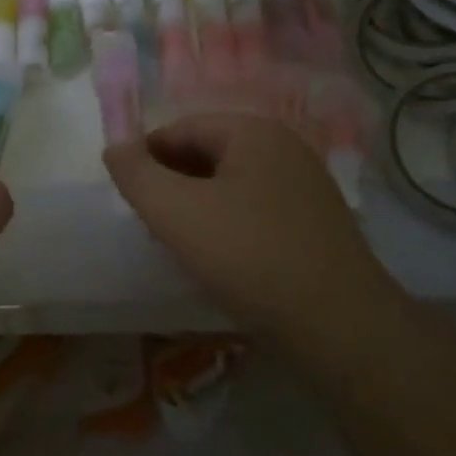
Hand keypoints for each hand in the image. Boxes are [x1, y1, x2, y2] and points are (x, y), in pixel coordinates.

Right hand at [104, 113, 387, 347]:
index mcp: (254, 132)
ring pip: (232, 184)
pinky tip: (220, 258)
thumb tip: (114, 148)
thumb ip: (137, 175)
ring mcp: (306, 186)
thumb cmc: (250, 257)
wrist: (341, 328)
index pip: (182, 128)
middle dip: (172, 182)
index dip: (146, 156)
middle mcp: (285, 148)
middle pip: (209, 153)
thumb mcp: (177, 213)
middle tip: (149, 221)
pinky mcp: (316, 224)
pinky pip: (256, 209)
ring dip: (198, 205)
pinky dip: (228, 224)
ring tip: (178, 242)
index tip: (127, 195)